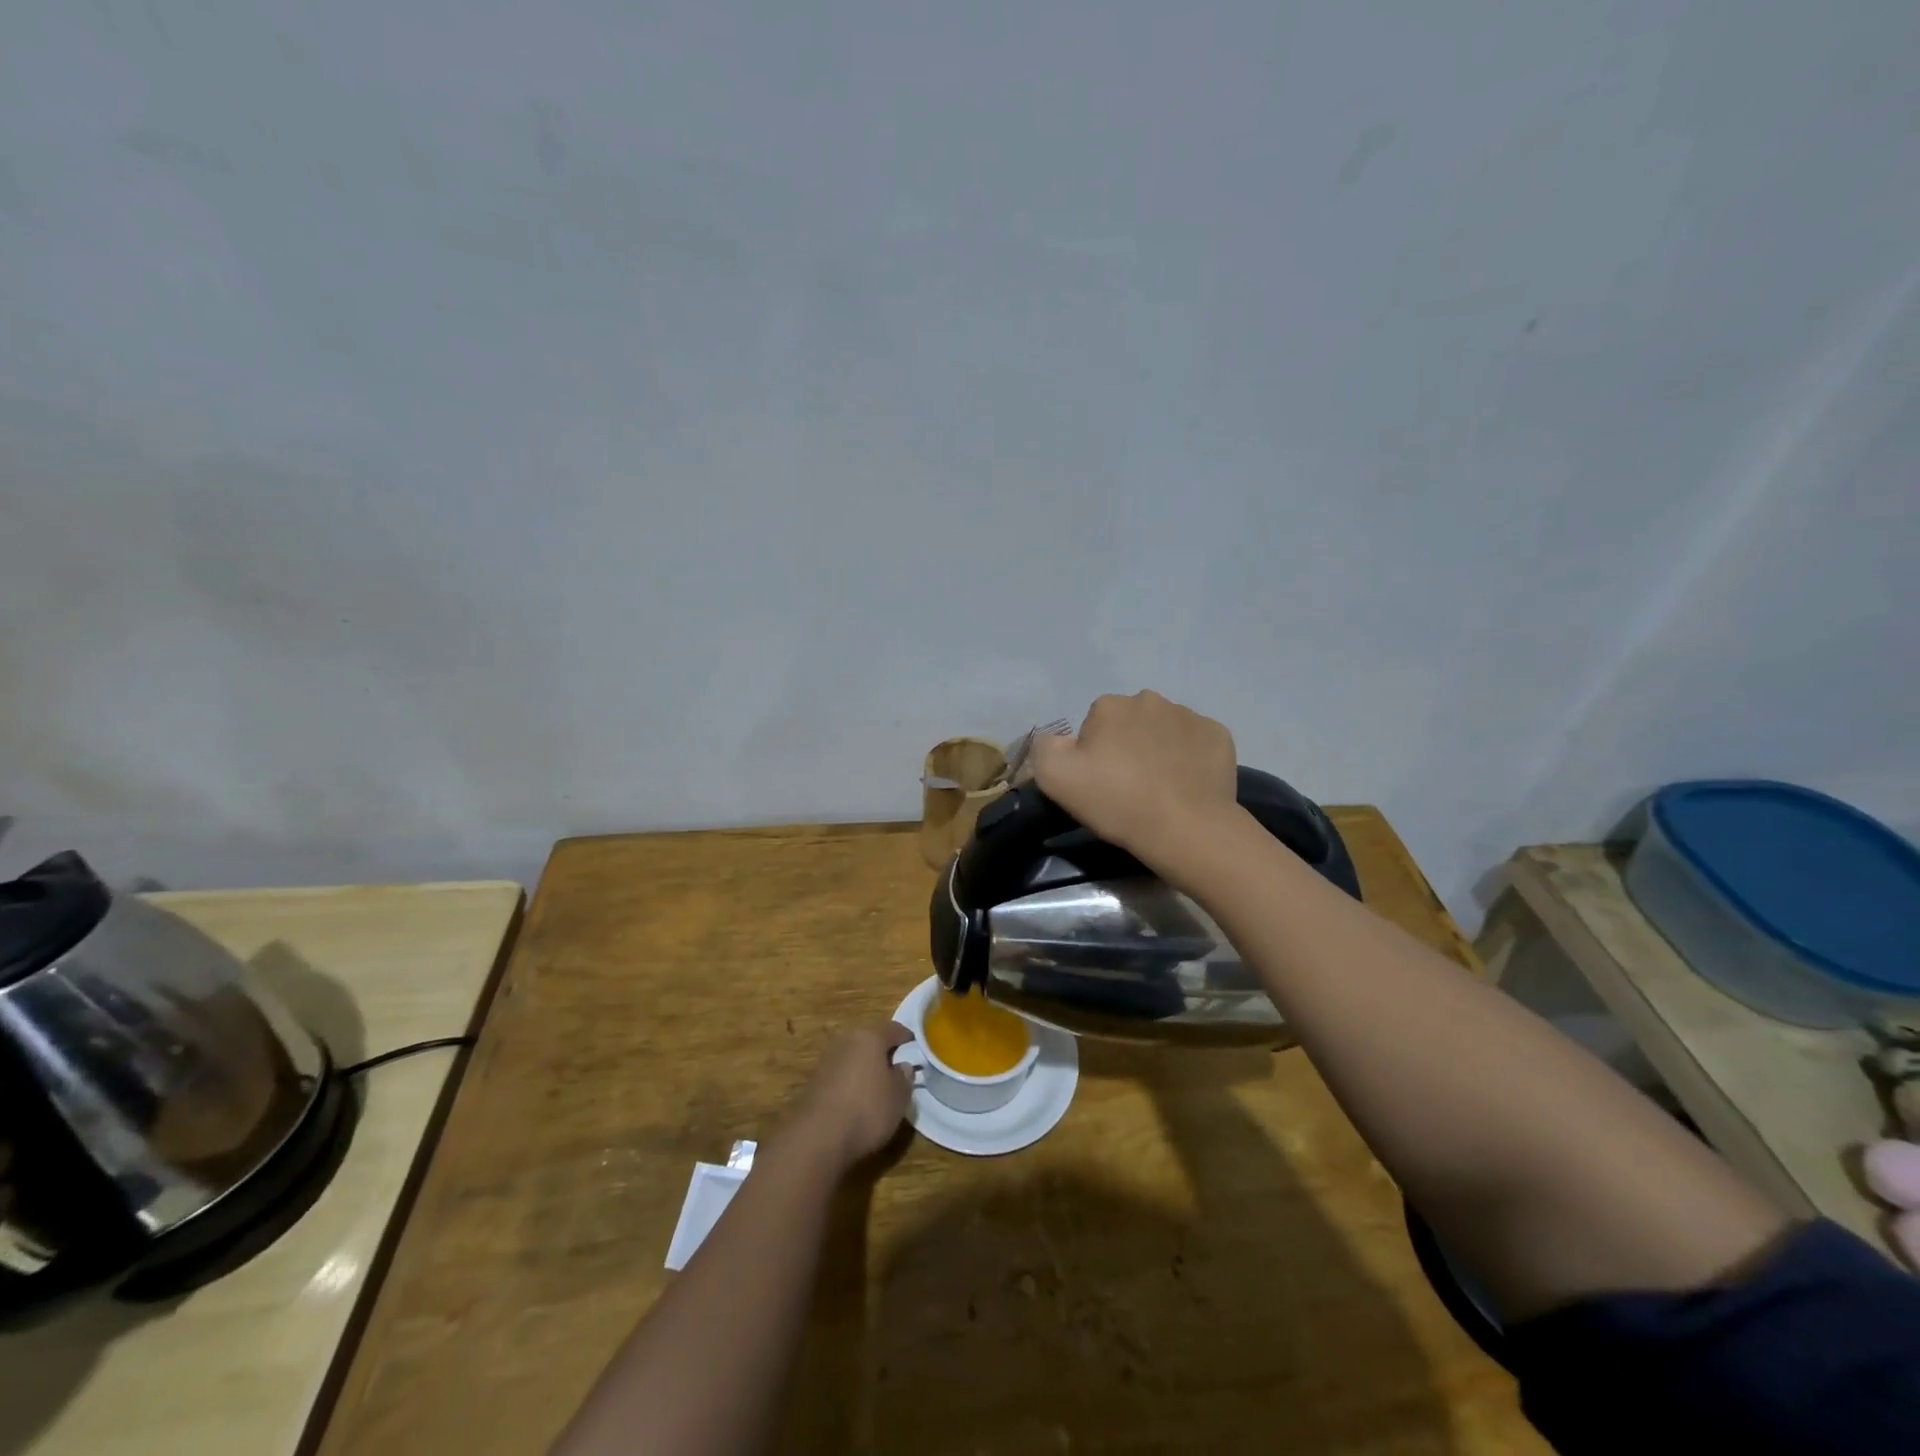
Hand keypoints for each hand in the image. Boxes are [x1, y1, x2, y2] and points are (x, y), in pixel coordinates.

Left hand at [786, 1021, 914, 1170]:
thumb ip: (904, 1077)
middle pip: (870, 1040)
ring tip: (878, 1086)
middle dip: (883, 1052)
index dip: (907, 1038)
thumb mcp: (899, 1097)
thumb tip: (902, 1066)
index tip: (917, 1049)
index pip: (894, 1029)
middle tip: (897, 1068)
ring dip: (865, 1067)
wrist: (817, 1138)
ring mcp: (826, 1059)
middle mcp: (845, 1040)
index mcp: (869, 1036)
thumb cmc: (867, 1110)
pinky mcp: (814, 1081)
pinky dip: (850, 1082)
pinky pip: (840, 1074)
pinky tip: (857, 1100)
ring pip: (853, 1056)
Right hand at [1028, 691, 1240, 875]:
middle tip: (1128, 787)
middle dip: (1127, 746)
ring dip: (1159, 750)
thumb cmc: (1117, 801)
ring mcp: (1189, 716)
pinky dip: (1191, 759)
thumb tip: (1058, 740)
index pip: (1093, 726)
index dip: (1093, 755)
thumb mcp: (1054, 777)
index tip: (1099, 783)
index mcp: (1109, 706)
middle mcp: (1149, 699)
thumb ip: (1044, 747)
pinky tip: (1187, 786)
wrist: (1185, 828)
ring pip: (1164, 730)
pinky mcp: (1219, 736)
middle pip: (1129, 723)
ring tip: (1160, 789)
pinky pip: (1196, 743)